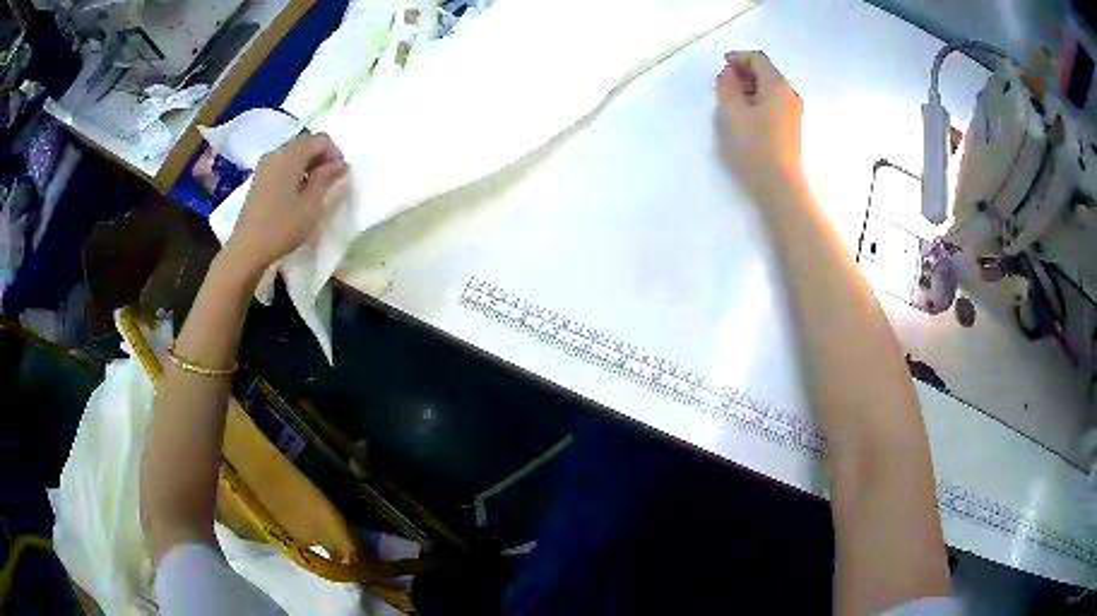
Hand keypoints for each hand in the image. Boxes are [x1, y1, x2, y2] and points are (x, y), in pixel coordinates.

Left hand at [225, 133, 347, 274]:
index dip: (334, 151)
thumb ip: (326, 179)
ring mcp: (264, 166)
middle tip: (329, 180)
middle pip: (304, 143)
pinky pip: (281, 165)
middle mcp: (275, 154)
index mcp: (290, 156)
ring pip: (292, 154)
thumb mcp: (311, 205)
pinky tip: (296, 193)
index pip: (319, 139)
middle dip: (320, 156)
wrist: (247, 249)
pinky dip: (294, 171)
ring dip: (307, 164)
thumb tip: (340, 163)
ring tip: (314, 188)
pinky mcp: (258, 180)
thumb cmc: (282, 227)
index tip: (339, 173)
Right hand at [715, 51, 803, 193]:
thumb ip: (727, 86)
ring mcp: (794, 112)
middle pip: (765, 72)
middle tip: (723, 87)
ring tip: (731, 103)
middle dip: (743, 73)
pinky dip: (758, 101)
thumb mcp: (732, 111)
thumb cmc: (755, 145)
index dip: (737, 58)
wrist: (780, 184)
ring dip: (749, 89)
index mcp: (778, 85)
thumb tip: (729, 74)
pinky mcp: (792, 127)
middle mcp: (790, 94)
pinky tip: (746, 117)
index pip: (757, 58)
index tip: (721, 68)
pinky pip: (773, 103)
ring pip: (769, 89)